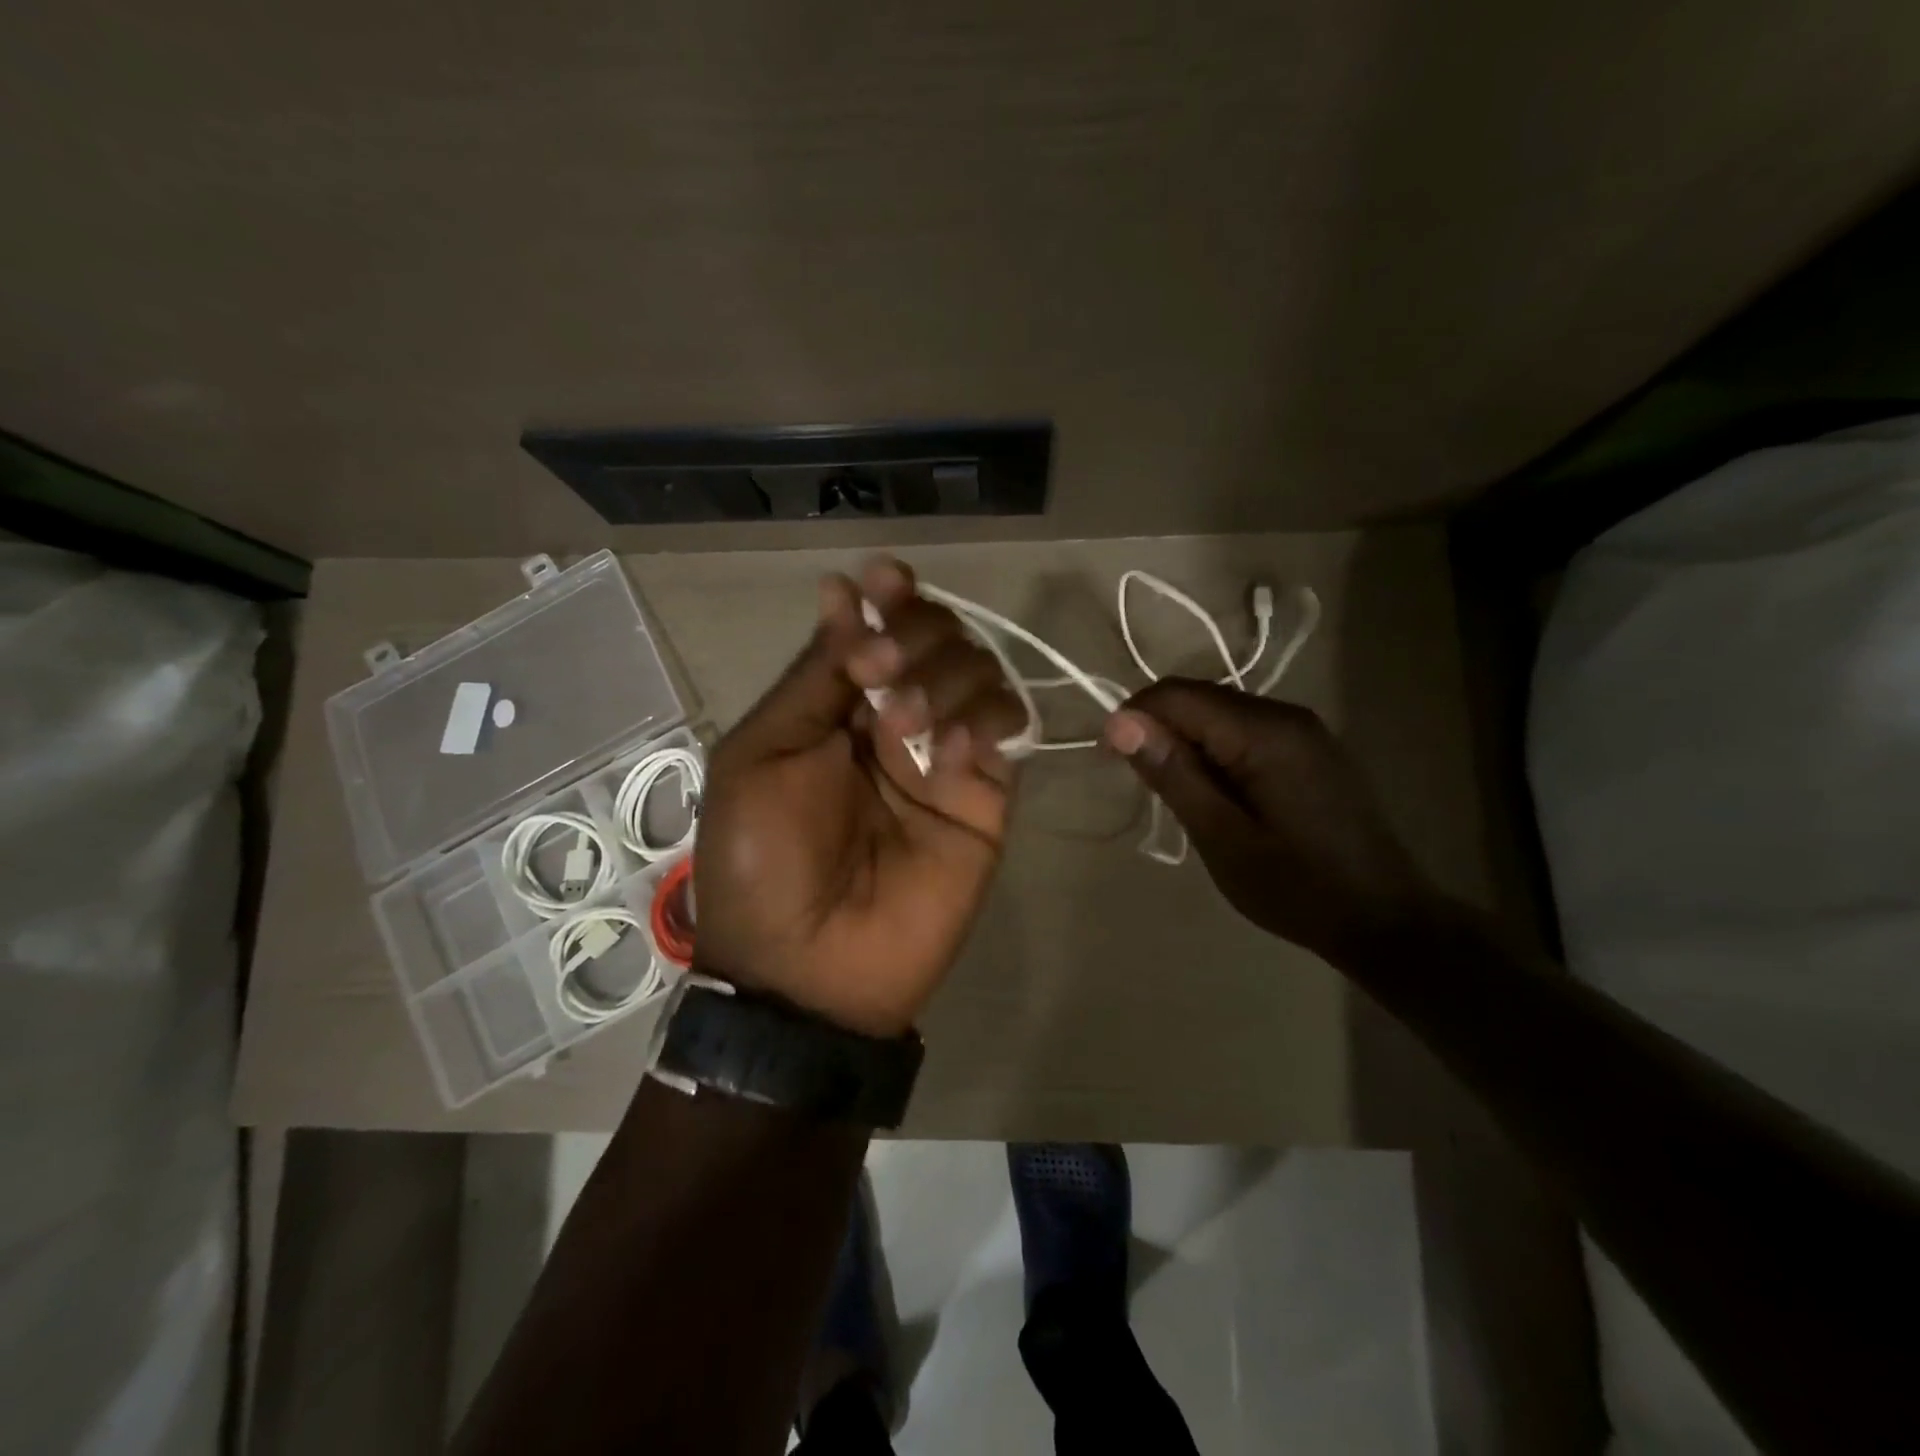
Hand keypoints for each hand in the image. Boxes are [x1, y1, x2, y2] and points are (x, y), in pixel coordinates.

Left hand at [694, 558, 1023, 1037]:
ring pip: (978, 671)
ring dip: (945, 676)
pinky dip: (987, 721)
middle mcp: (894, 719)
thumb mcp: (764, 754)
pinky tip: (954, 751)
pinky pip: (1008, 730)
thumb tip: (843, 593)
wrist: (810, 967)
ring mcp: (944, 755)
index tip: (884, 576)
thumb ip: (815, 677)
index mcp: (836, 706)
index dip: (887, 595)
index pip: (878, 627)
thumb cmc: (765, 857)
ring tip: (905, 724)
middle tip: (880, 669)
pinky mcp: (986, 796)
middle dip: (914, 632)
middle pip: (935, 637)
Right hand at [1104, 679, 1439, 968]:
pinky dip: (1215, 751)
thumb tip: (1120, 722)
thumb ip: (1173, 774)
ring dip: (1186, 742)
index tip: (1109, 761)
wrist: (1387, 921)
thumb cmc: (1297, 888)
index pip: (1177, 695)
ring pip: (1220, 713)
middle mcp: (1286, 714)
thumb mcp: (1222, 838)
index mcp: (1264, 733)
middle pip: (1199, 697)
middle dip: (1158, 730)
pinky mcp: (1311, 748)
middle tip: (1143, 786)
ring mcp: (1304, 729)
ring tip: (1178, 796)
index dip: (1133, 718)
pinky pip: (1245, 731)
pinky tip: (1216, 794)